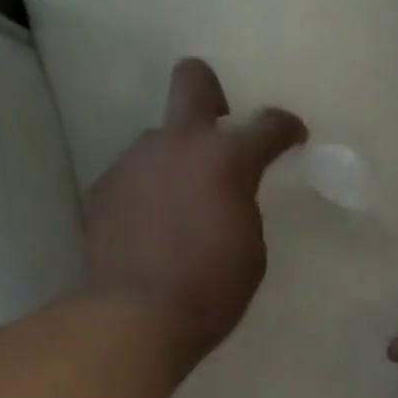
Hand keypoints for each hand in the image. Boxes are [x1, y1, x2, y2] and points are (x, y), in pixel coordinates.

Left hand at [85, 58, 306, 373]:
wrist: (140, 317)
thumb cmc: (210, 295)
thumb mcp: (250, 257)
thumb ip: (242, 211)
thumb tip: (227, 199)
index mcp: (226, 161)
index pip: (266, 126)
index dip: (284, 128)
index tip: (292, 135)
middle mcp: (178, 144)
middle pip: (193, 80)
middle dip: (211, 97)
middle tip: (217, 136)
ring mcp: (135, 162)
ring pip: (159, 144)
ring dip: (174, 169)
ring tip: (175, 218)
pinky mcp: (104, 189)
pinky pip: (133, 182)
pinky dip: (146, 201)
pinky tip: (148, 237)